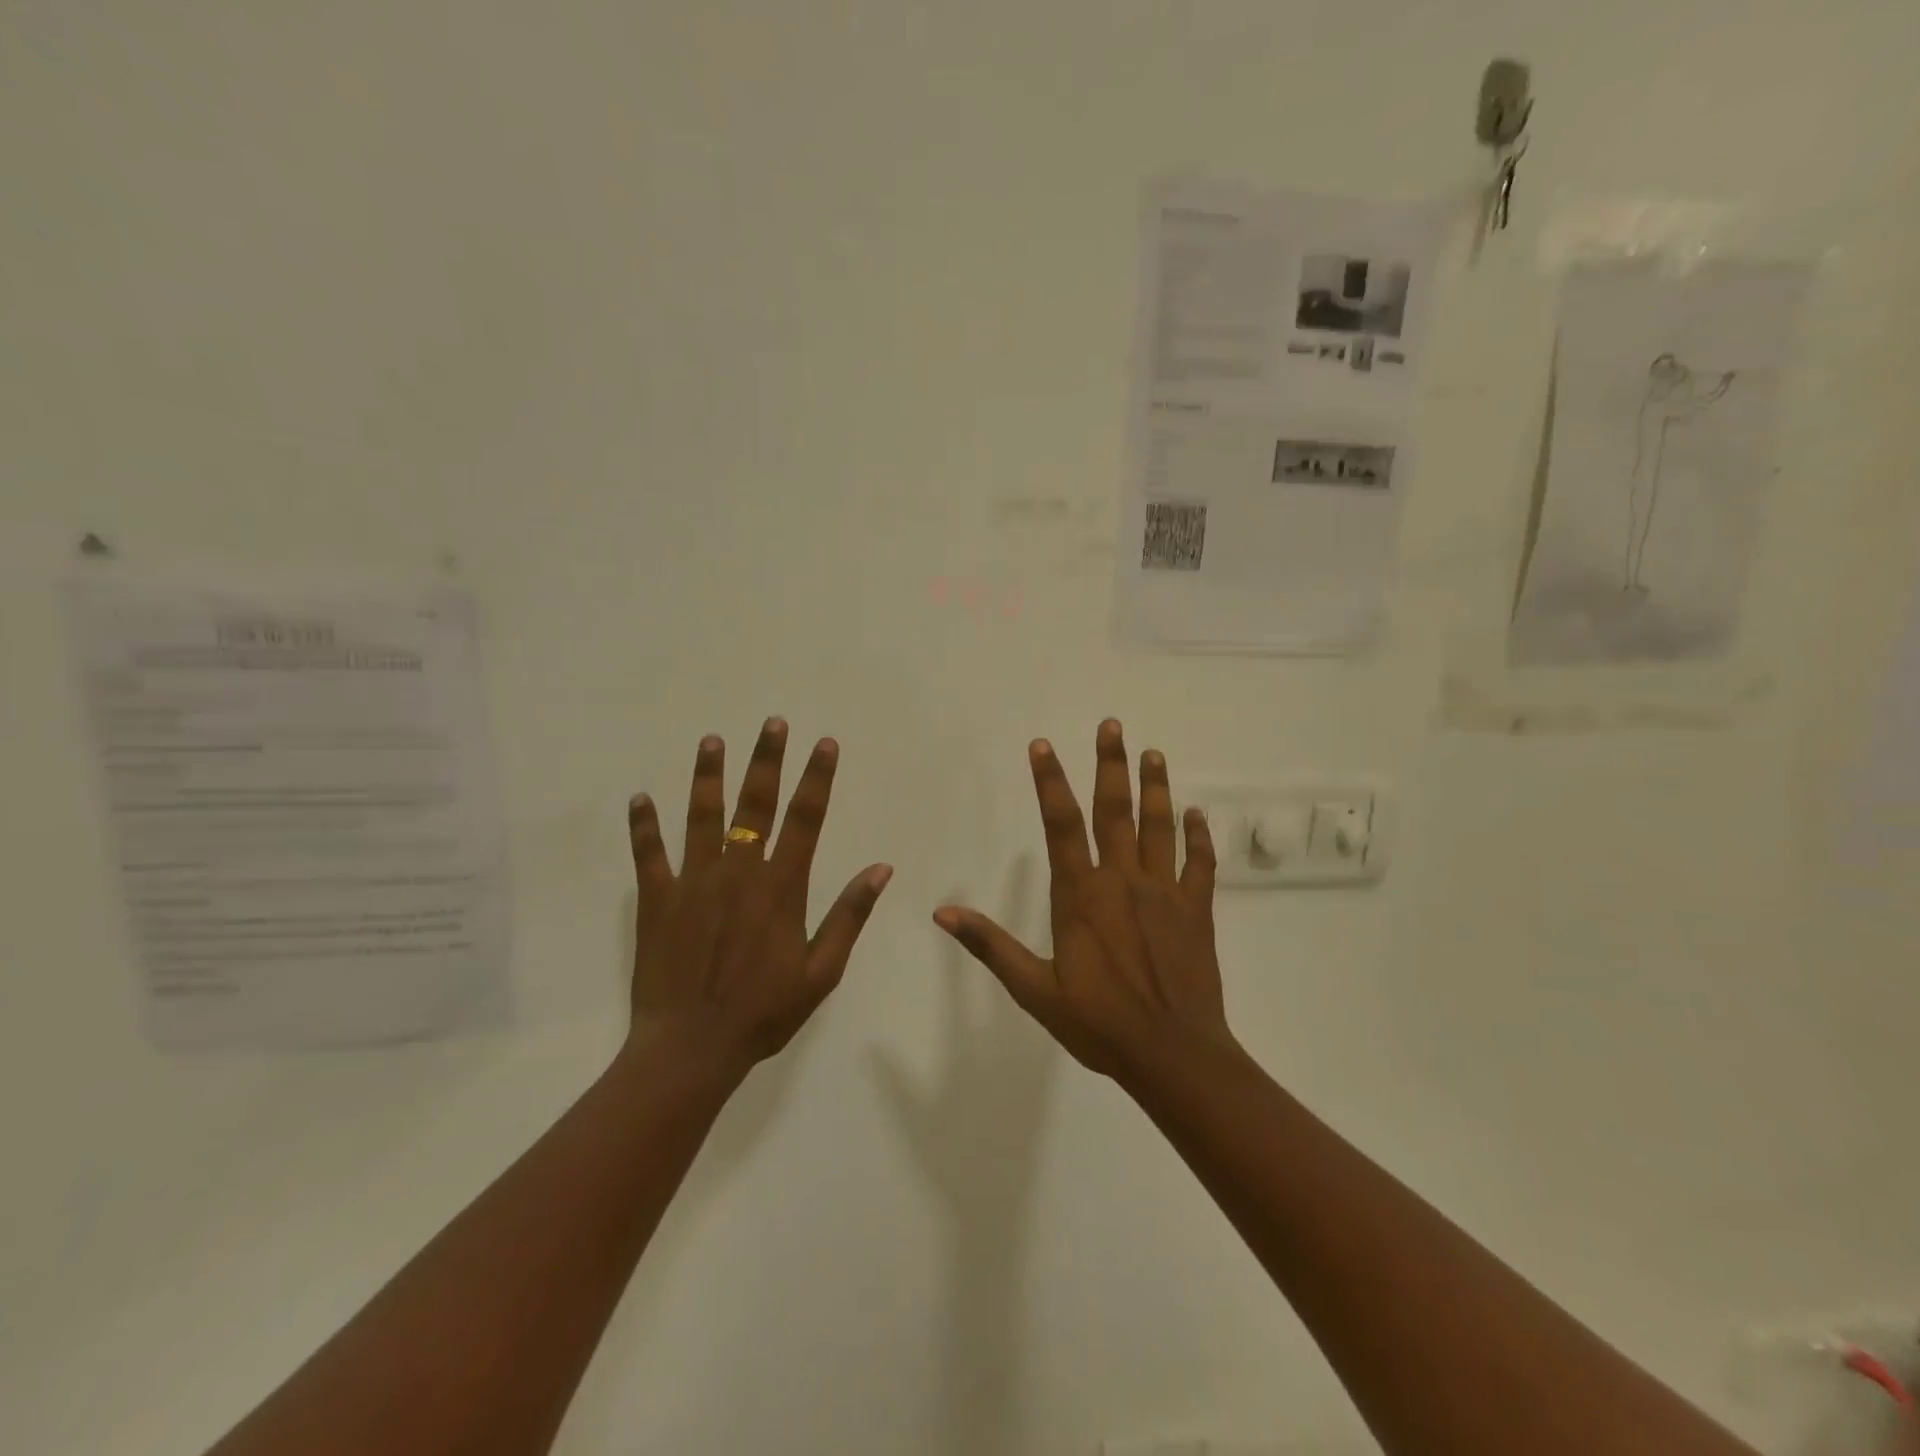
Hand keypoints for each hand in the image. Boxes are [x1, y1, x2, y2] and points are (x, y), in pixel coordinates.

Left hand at [625, 718, 891, 1082]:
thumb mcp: (822, 971)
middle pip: (755, 804)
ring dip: (708, 776)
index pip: (806, 818)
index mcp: (781, 886)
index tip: (824, 744)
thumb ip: (849, 915)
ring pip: (702, 816)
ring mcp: (693, 882)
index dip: (817, 778)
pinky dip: (644, 825)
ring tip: (712, 741)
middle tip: (771, 723)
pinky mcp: (657, 900)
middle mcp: (739, 871)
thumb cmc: (764, 1012)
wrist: (691, 1048)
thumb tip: (881, 868)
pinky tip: (639, 798)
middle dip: (766, 760)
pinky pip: (649, 854)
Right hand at [934, 720, 1231, 1079]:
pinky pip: (1199, 863)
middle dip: (1110, 764)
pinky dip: (1199, 837)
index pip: (1060, 824)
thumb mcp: (1035, 989)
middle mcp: (1123, 880)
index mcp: (1081, 894)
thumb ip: (991, 946)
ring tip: (1153, 753)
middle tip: (1112, 725)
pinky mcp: (1197, 910)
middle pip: (1114, 810)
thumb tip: (942, 914)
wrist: (1173, 1054)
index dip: (1050, 781)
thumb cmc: (1099, 1023)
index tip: (1043, 746)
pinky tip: (1197, 814)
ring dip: (1155, 787)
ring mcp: (1165, 892)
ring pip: (1159, 827)